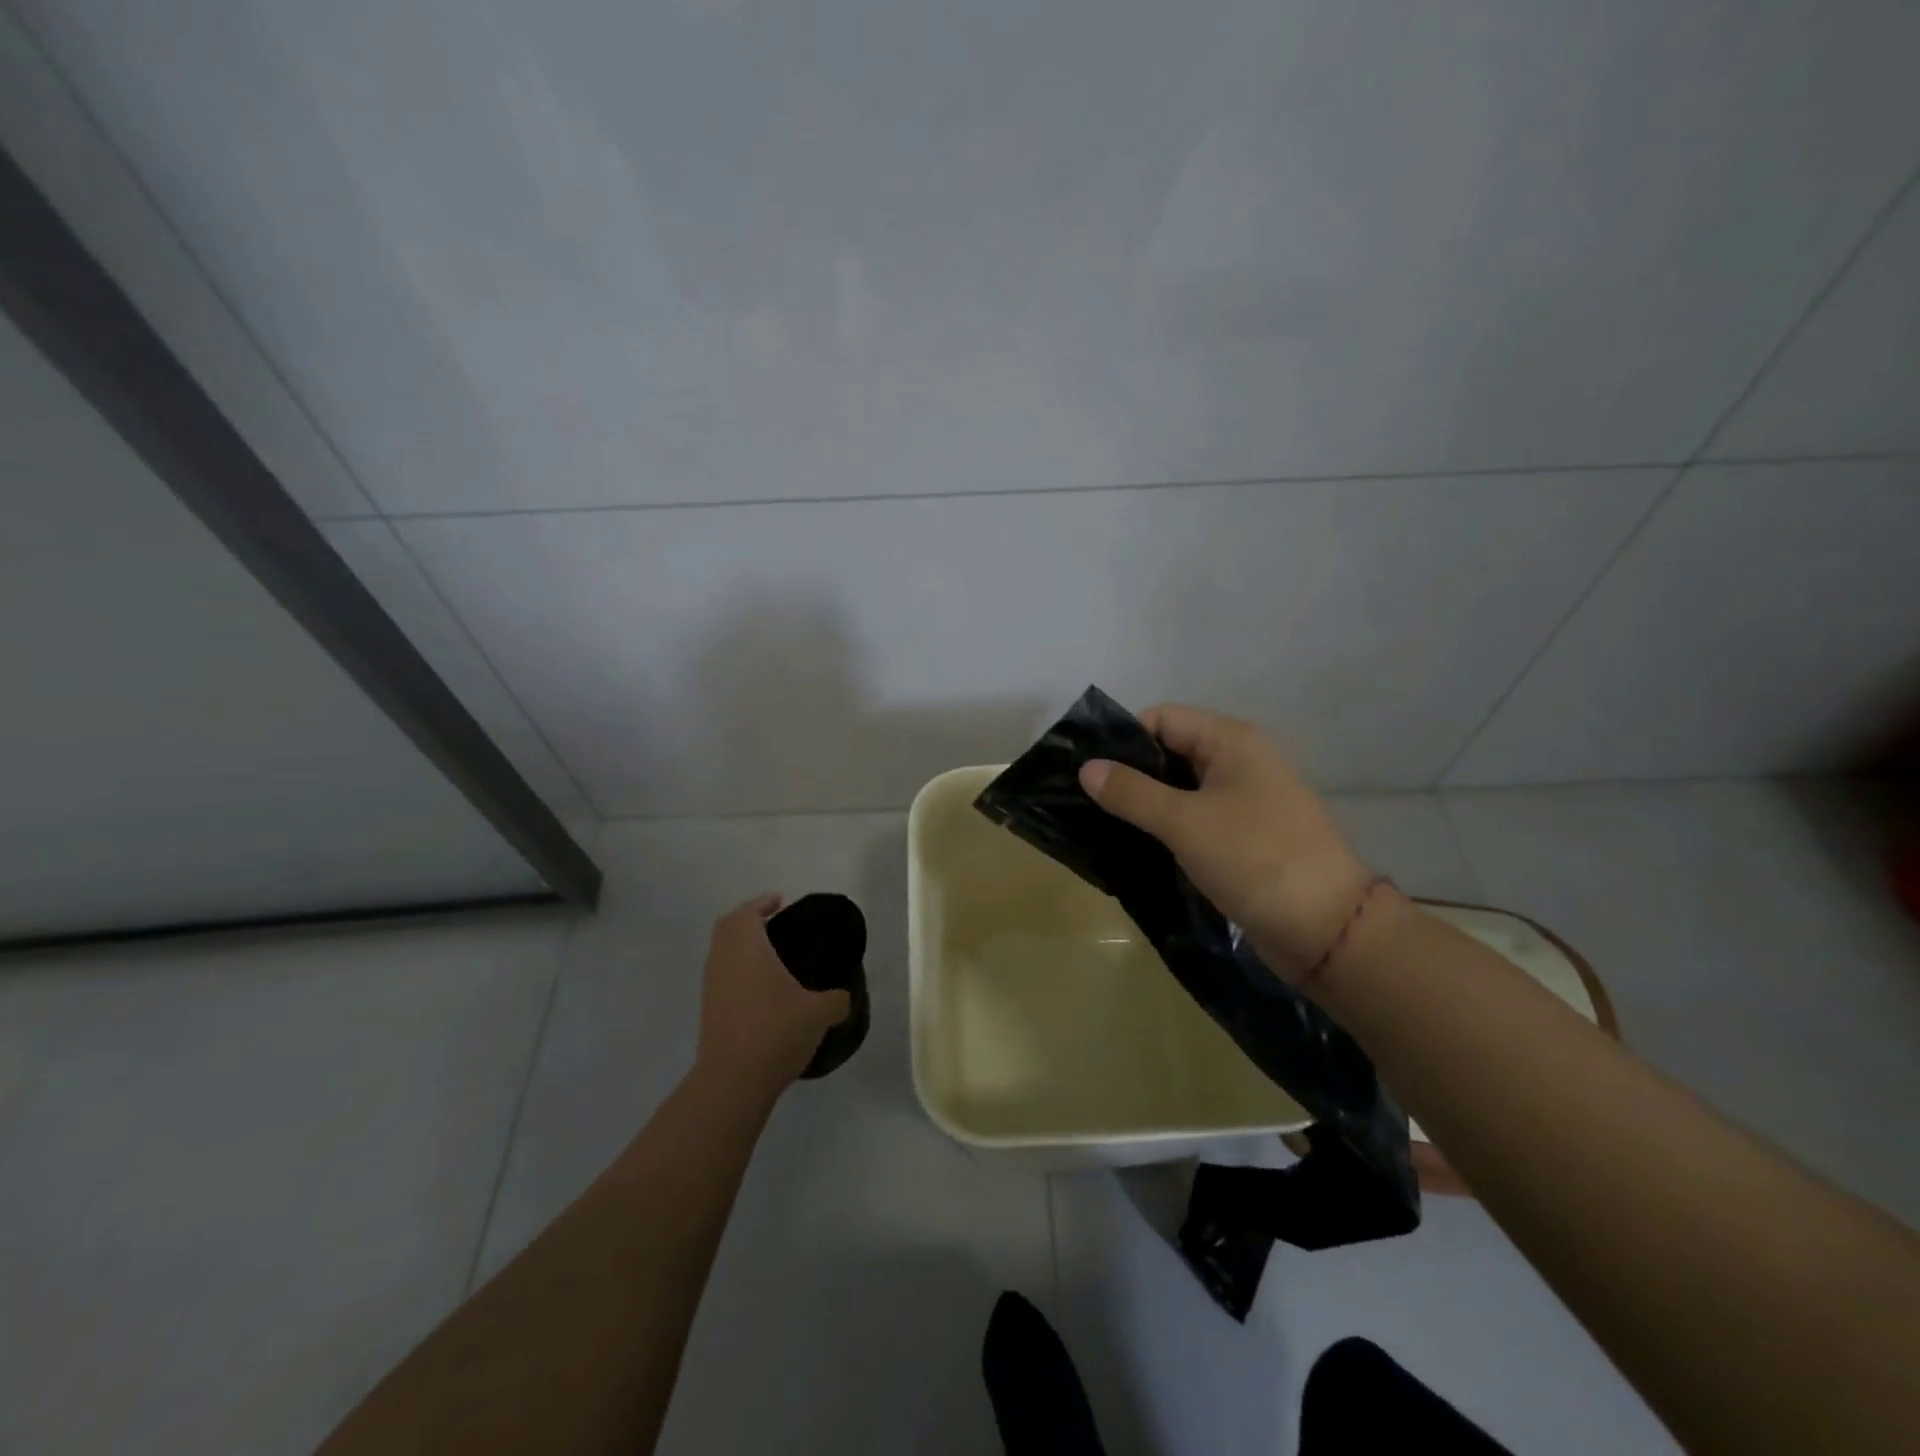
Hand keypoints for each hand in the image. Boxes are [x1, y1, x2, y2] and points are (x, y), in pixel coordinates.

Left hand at [695, 896, 851, 1095]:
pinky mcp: (709, 1011)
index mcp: (746, 947)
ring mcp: (712, 987)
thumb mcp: (819, 1013)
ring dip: (742, 946)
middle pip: (728, 927)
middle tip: (774, 922)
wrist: (733, 1081)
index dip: (762, 903)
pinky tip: (762, 987)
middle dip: (748, 920)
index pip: (747, 912)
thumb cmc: (776, 1031)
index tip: (779, 900)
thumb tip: (845, 997)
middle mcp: (723, 960)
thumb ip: (837, 999)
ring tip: (771, 955)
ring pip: (722, 953)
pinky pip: (723, 975)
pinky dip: (738, 969)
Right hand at [1078, 704, 1373, 980]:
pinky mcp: (1245, 834)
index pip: (1163, 718)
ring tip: (1106, 824)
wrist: (1326, 928)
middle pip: (1171, 750)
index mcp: (1232, 740)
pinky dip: (1168, 824)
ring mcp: (1245, 798)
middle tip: (1090, 801)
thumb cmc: (1254, 859)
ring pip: (1182, 787)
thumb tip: (1086, 768)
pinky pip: (1196, 816)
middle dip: (1131, 772)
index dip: (1125, 739)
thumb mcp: (1185, 822)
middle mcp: (1240, 760)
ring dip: (1147, 802)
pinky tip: (1140, 843)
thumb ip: (1131, 792)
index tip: (1090, 773)